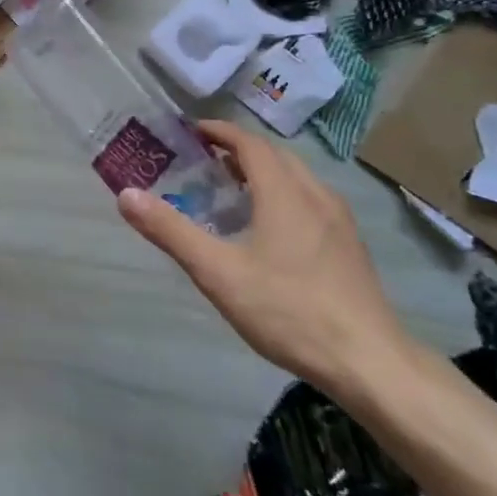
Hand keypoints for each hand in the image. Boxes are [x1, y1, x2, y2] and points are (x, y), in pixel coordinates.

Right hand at [116, 121, 412, 394]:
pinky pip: (310, 201)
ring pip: (297, 179)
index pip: (249, 143)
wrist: (371, 363)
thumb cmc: (289, 311)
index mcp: (284, 192)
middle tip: (203, 161)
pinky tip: (269, 229)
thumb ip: (171, 231)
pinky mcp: (349, 247)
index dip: (218, 132)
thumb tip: (126, 195)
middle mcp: (315, 195)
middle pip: (275, 156)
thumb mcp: (218, 273)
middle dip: (238, 150)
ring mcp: (339, 222)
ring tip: (230, 190)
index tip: (189, 132)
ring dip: (262, 172)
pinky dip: (282, 195)